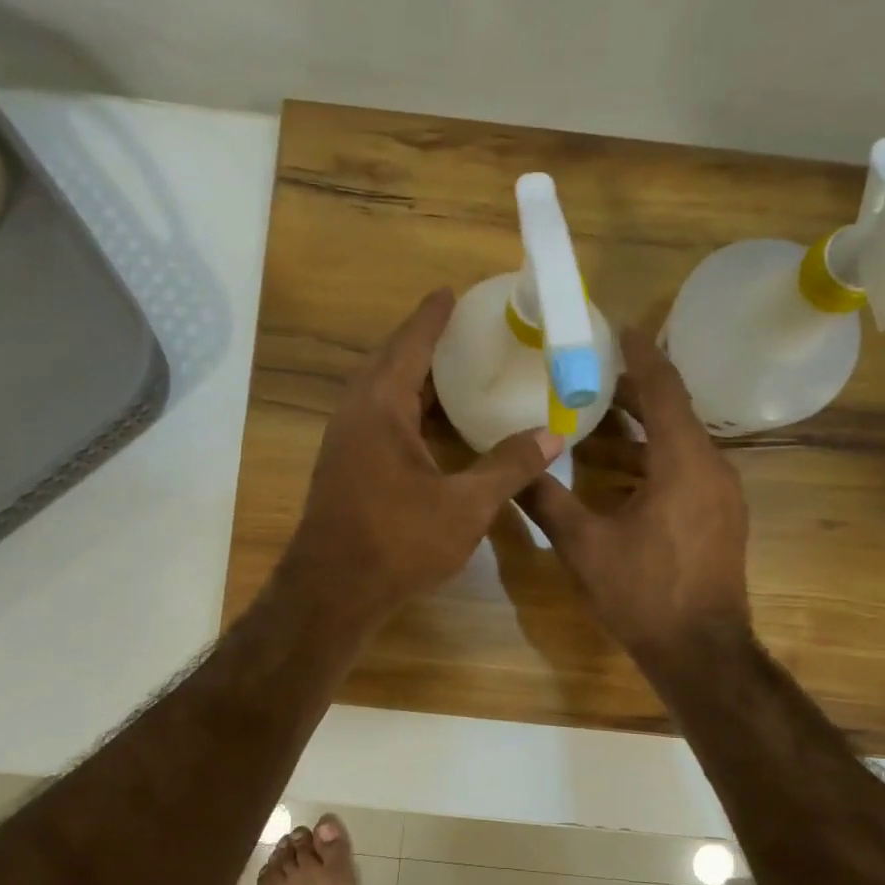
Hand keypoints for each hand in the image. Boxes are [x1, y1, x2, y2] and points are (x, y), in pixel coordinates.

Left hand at [285, 288, 562, 623]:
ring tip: (450, 372)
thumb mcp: (465, 505)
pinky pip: (376, 420)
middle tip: (459, 330)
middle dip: (421, 342)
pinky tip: (430, 427)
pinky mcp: (343, 468)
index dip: (432, 317)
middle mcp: (355, 415)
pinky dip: (404, 409)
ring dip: (411, 377)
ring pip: (379, 394)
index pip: (409, 345)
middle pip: (389, 362)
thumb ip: (508, 467)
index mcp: (380, 408)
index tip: (450, 292)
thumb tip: (552, 436)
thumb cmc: (397, 542)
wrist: (333, 592)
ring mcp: (344, 443)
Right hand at [520, 330, 750, 664]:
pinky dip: (652, 461)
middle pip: (672, 412)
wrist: (700, 651)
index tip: (618, 329)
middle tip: (587, 378)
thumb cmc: (643, 594)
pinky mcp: (720, 516)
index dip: (640, 355)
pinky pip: (685, 470)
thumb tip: (512, 470)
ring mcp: (721, 493)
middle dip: (631, 393)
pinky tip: (614, 477)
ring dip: (638, 432)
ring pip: (678, 443)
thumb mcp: (584, 546)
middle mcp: (711, 467)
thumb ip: (546, 501)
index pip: (664, 389)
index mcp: (683, 462)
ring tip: (591, 427)